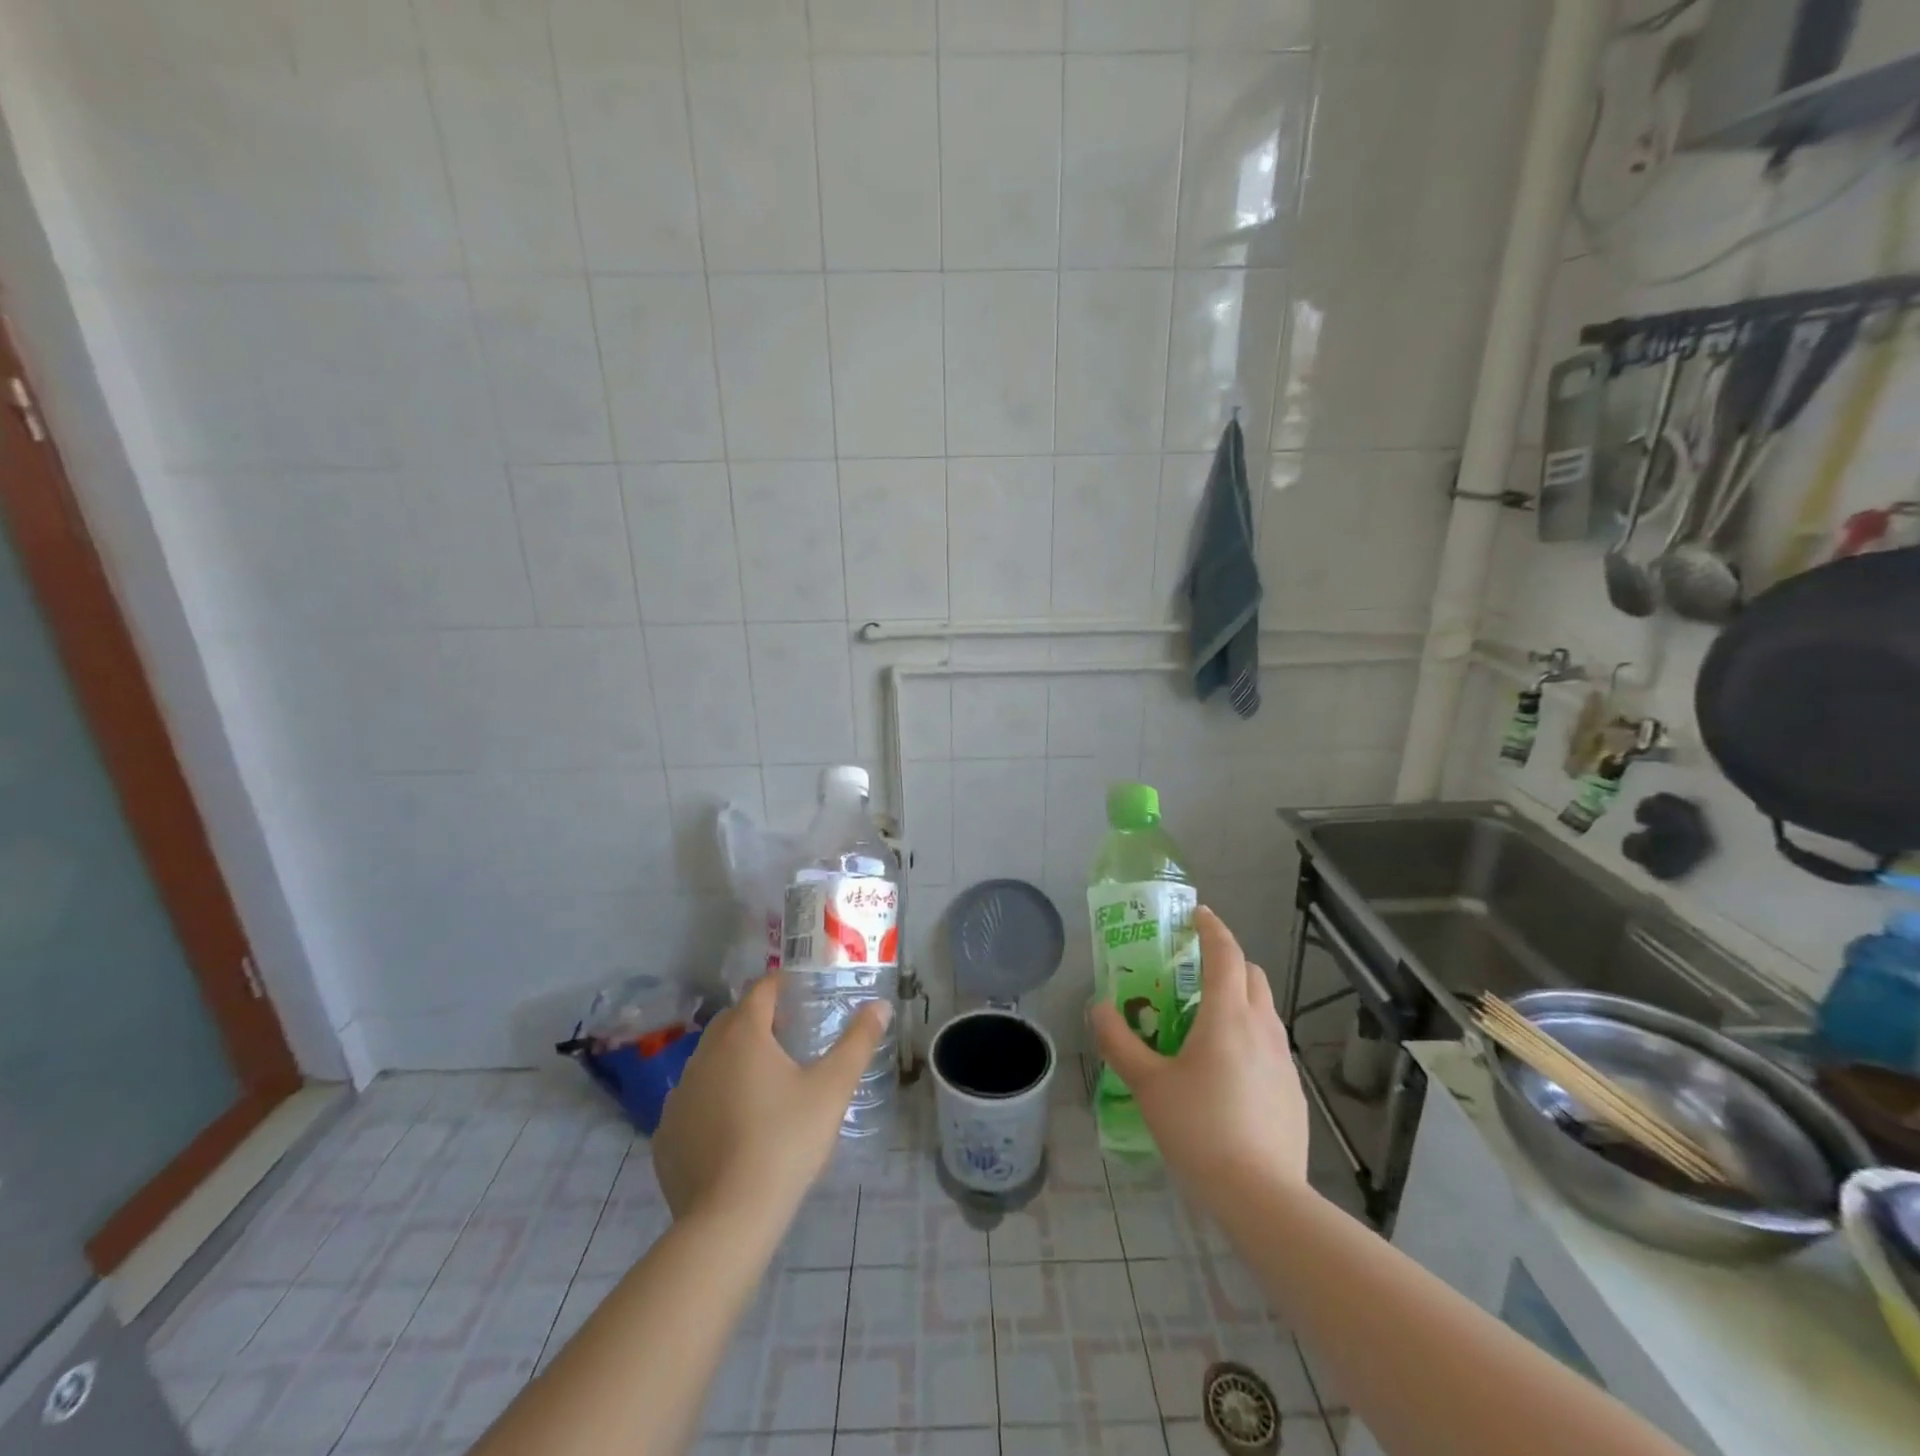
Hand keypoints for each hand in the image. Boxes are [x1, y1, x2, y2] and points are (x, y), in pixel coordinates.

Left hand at [653, 976, 890, 1222]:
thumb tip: (881, 1006)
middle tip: (787, 1035)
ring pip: (709, 1059)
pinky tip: (732, 1124)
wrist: (730, 1218)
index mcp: (744, 1034)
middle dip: (758, 1019)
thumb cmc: (786, 1140)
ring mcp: (680, 1094)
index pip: (760, 990)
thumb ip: (858, 1042)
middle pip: (732, 1020)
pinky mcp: (666, 1133)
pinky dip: (711, 1098)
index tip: (799, 991)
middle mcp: (704, 1054)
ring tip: (762, 1081)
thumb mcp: (832, 1088)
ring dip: (733, 1058)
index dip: (780, 985)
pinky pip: (692, 1099)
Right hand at [1092, 905, 1309, 1203]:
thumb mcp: (1147, 1085)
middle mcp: (1262, 1027)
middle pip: (1252, 974)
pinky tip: (1227, 1072)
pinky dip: (1250, 1036)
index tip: (1197, 914)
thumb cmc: (1200, 1129)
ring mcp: (1284, 1060)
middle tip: (1194, 972)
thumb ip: (1119, 1042)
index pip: (1226, 953)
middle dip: (1227, 961)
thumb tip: (1099, 1008)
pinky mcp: (1293, 1091)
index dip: (1212, 928)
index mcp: (1228, 1015)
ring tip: (1207, 1022)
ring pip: (1264, 1009)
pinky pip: (1271, 1044)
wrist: (1263, 1197)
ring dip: (1240, 998)